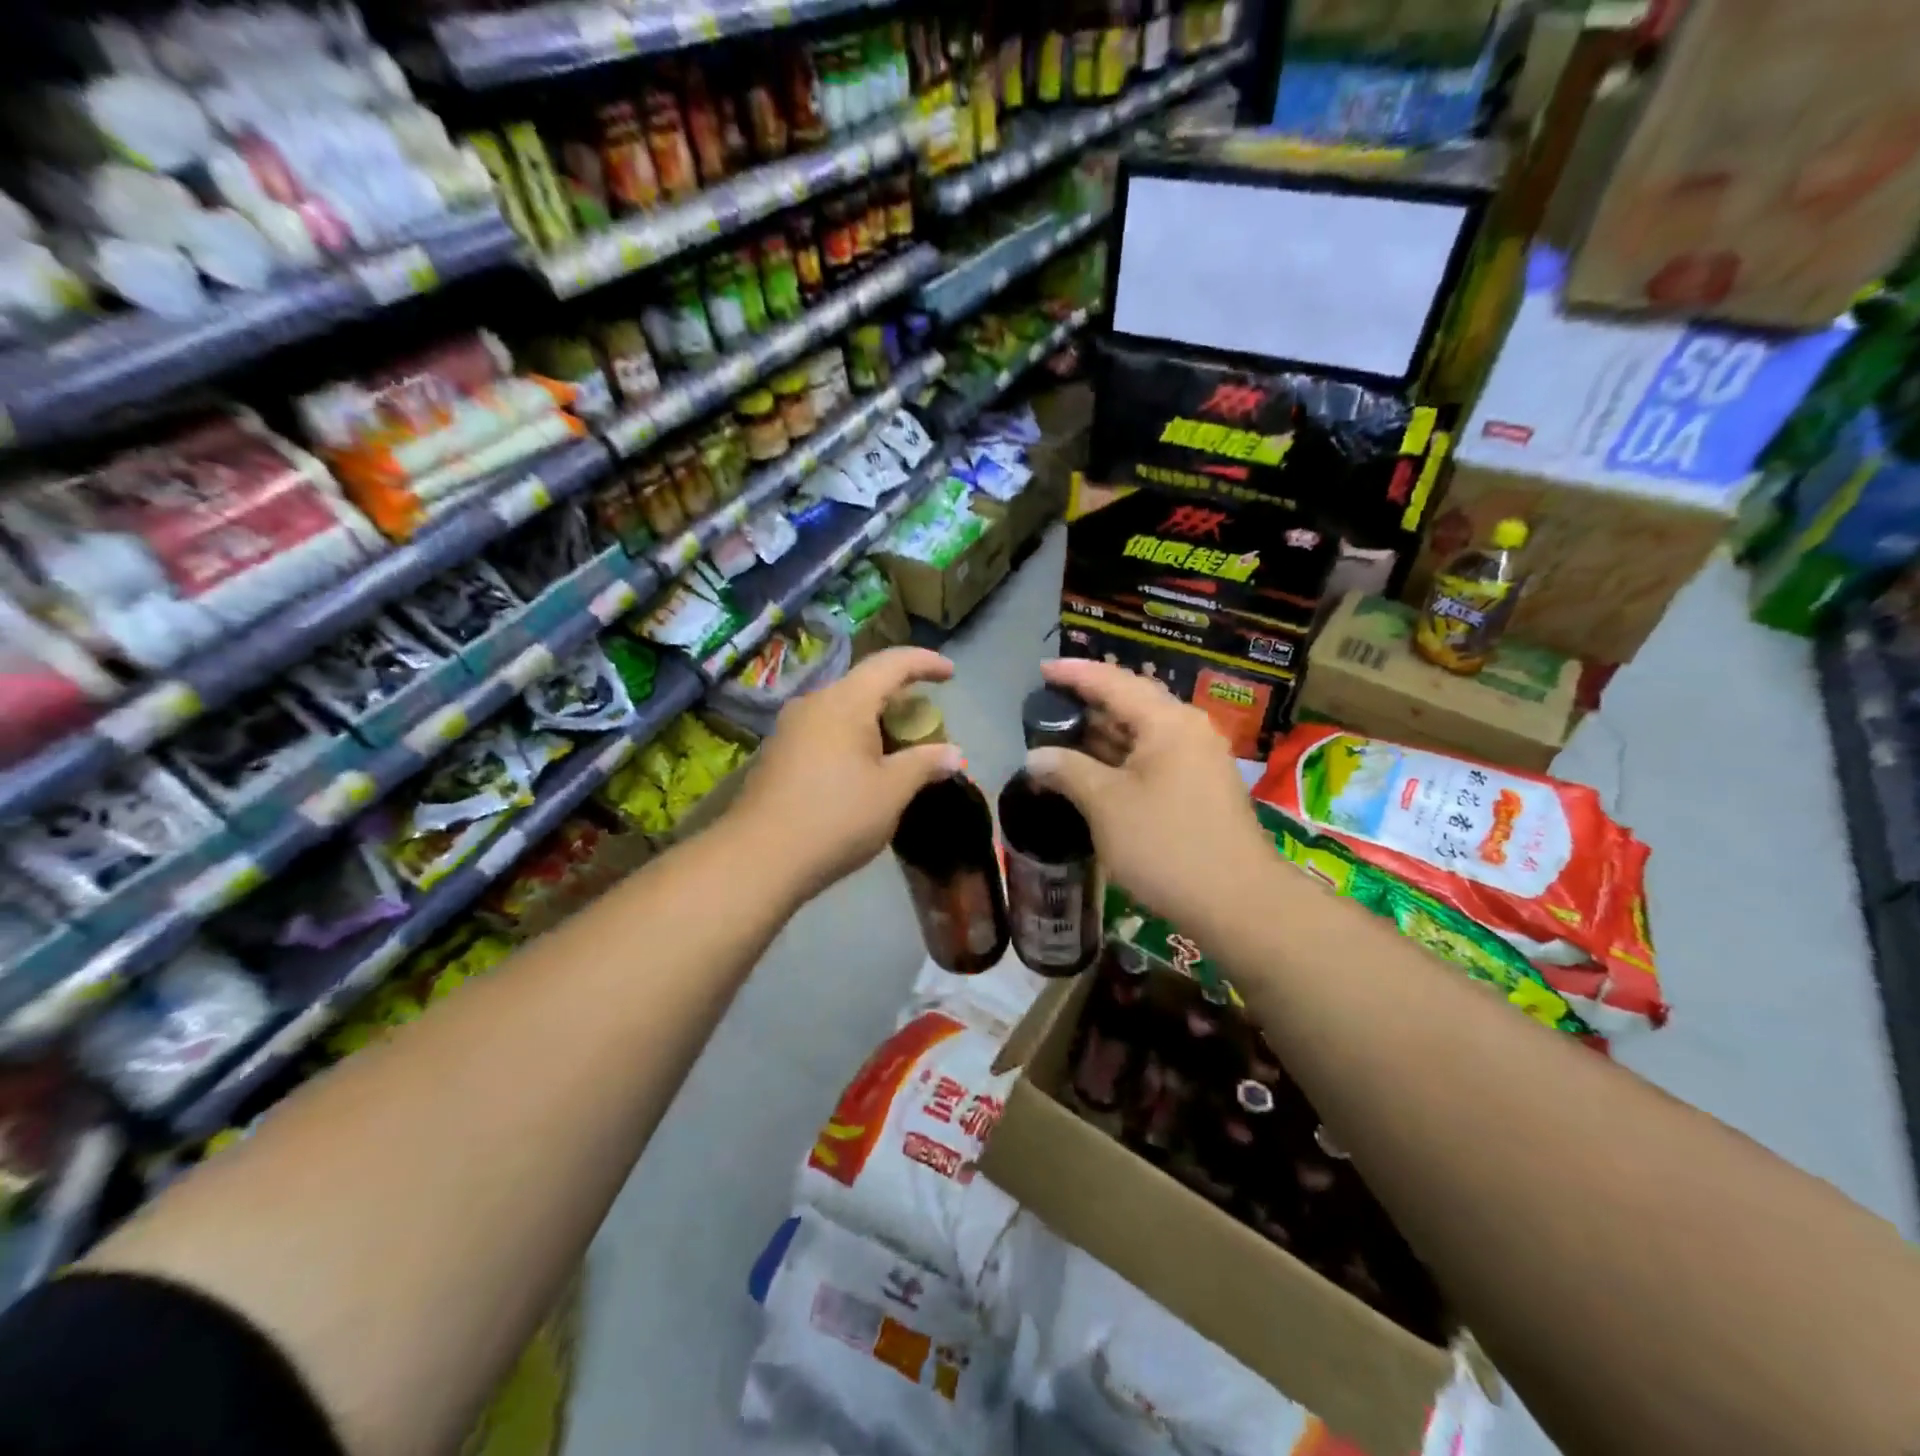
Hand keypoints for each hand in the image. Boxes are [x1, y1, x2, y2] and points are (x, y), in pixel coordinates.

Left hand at [730, 647, 964, 899]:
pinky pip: (825, 731)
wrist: (759, 858)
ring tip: (898, 748)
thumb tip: (954, 754)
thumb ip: (925, 764)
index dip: (924, 662)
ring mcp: (790, 729)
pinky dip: (852, 739)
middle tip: (927, 722)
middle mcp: (814, 703)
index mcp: (845, 701)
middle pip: (864, 685)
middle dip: (900, 697)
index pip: (891, 664)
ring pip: (843, 710)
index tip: (950, 672)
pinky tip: (862, 770)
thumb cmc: (836, 817)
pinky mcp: (777, 754)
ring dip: (874, 721)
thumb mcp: (892, 791)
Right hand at [1025, 658, 1272, 929]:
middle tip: (1046, 708)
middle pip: (1131, 703)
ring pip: (1142, 734)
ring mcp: (1199, 759)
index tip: (1041, 670)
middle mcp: (1188, 730)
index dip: (1074, 674)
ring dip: (1102, 736)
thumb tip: (1035, 756)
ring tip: (1061, 738)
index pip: (1113, 681)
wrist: (1238, 903)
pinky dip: (1121, 759)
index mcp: (1168, 721)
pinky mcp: (1201, 788)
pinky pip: (1153, 758)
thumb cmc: (1166, 845)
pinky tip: (1094, 772)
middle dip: (1087, 705)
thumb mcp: (1105, 804)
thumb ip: (1067, 770)